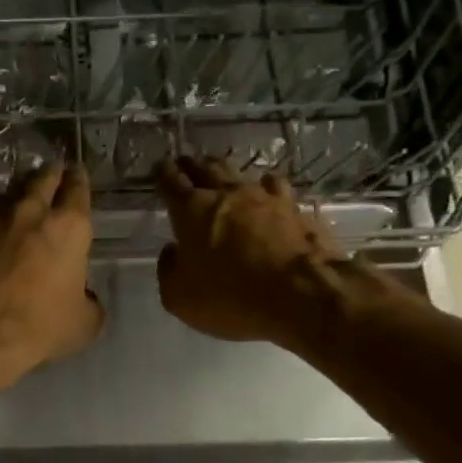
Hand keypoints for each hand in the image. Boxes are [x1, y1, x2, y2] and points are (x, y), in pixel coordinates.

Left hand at [0, 164, 104, 379]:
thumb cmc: (41, 326)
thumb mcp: (84, 323)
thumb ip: (90, 302)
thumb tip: (85, 298)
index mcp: (69, 228)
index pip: (77, 190)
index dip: (79, 179)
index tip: (78, 172)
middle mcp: (33, 215)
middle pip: (43, 180)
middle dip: (51, 173)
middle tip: (55, 170)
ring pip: (12, 192)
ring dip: (22, 188)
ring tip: (27, 190)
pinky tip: (1, 222)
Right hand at [155, 156, 401, 348]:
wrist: (302, 295)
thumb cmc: (231, 297)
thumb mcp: (180, 297)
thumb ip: (169, 270)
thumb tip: (173, 251)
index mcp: (191, 211)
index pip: (171, 182)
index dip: (163, 174)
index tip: (159, 168)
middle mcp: (226, 194)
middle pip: (205, 169)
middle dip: (192, 166)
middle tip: (185, 164)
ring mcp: (264, 198)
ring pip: (239, 172)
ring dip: (225, 171)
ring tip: (220, 172)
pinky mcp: (295, 208)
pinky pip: (275, 187)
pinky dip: (265, 186)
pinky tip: (267, 189)